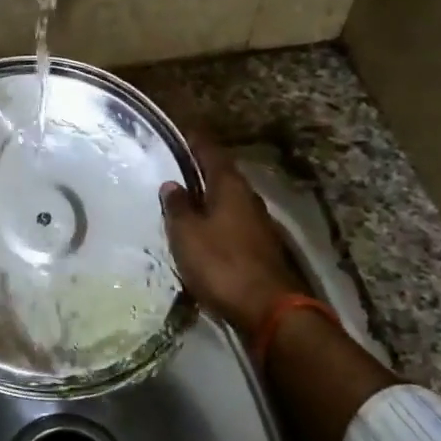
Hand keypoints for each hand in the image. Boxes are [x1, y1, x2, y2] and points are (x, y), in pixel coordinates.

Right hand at [160, 137, 303, 336]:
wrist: (268, 308)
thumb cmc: (221, 264)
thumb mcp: (187, 234)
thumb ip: (178, 207)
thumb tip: (172, 185)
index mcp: (229, 186)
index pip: (210, 152)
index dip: (195, 141)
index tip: (181, 132)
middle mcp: (248, 198)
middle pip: (223, 175)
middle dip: (201, 169)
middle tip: (177, 166)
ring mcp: (258, 223)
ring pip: (229, 200)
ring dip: (210, 197)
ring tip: (186, 199)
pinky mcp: (261, 247)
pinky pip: (234, 222)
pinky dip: (217, 219)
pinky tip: (204, 230)